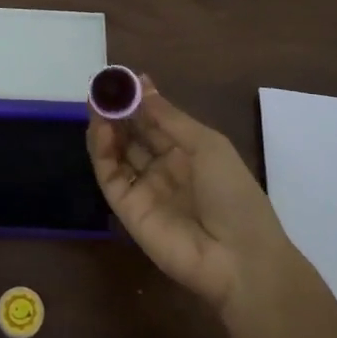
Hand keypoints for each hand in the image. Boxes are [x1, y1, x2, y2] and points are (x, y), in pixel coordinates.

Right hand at [87, 76, 292, 313]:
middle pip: (133, 135)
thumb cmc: (233, 192)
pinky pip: (110, 176)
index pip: (155, 121)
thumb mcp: (206, 144)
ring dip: (106, 127)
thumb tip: (142, 83)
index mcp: (188, 152)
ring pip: (117, 153)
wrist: (239, 258)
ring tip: (96, 103)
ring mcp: (144, 189)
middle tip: (101, 88)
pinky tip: (101, 129)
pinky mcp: (127, 210)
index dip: (139, 100)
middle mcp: (163, 168)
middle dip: (117, 111)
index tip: (121, 79)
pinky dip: (101, 152)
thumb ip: (168, 117)